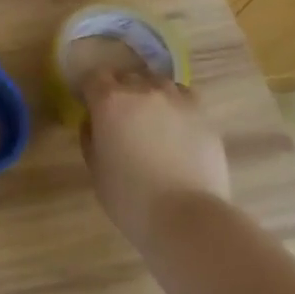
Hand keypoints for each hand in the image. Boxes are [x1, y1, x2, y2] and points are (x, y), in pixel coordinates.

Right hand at [81, 70, 229, 247]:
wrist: (186, 216)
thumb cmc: (129, 197)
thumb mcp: (95, 169)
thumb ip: (91, 137)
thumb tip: (94, 123)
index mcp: (109, 101)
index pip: (94, 78)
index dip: (91, 91)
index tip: (91, 108)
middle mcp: (142, 90)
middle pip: (127, 77)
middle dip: (120, 91)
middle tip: (121, 118)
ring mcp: (176, 100)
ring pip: (158, 83)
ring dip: (150, 95)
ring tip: (152, 119)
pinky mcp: (203, 115)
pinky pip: (185, 97)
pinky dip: (177, 105)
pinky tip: (177, 126)